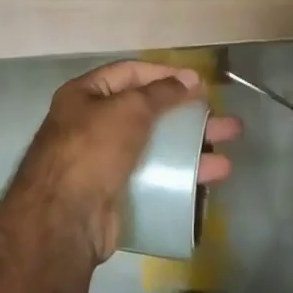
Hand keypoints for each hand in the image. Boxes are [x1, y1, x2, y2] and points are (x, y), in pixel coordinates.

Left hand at [20, 60, 240, 261]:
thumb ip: (161, 93)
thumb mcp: (129, 109)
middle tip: (223, 121)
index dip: (164, 74)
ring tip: (227, 157)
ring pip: (155, 148)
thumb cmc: (93, 149)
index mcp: (84, 95)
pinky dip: (179, 177)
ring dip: (192, 150)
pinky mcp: (115, 193)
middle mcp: (92, 124)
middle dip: (187, 117)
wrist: (65, 219)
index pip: (129, 73)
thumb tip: (190, 79)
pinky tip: (206, 181)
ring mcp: (104, 161)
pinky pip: (152, 177)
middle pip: (148, 112)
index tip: (198, 83)